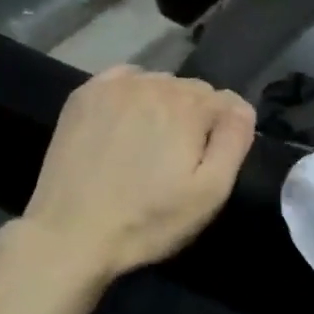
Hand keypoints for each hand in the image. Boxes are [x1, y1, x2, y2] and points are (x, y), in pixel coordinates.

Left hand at [22, 66, 255, 281]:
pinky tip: (127, 123)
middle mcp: (153, 83)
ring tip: (151, 145)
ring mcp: (114, 86)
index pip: (227, 102)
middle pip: (192, 90)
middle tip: (180, 159)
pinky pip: (123, 80)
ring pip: (158, 83)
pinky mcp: (83, 96)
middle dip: (196, 117)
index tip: (211, 162)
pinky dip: (133, 94)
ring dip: (164, 105)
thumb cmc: (148, 220)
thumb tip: (242, 108)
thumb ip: (234, 142)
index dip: (225, 132)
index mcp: (189, 106)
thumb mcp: (210, 193)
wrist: (70, 233)